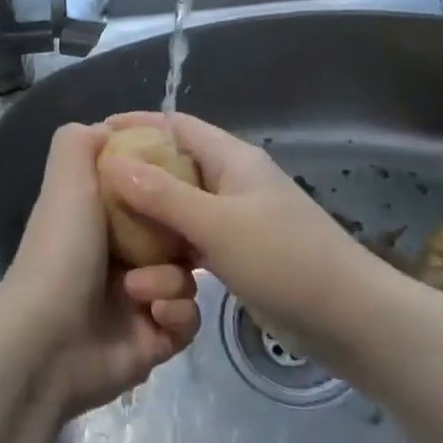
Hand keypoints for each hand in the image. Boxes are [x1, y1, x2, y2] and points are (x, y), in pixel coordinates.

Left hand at [0, 123, 200, 416]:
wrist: (47, 341)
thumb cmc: (61, 252)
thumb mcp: (67, 181)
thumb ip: (80, 143)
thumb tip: (108, 128)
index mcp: (99, 222)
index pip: (149, 200)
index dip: (169, 191)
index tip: (187, 184)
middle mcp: (119, 259)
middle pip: (176, 239)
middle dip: (182, 240)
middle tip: (183, 241)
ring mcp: (137, 302)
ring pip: (186, 280)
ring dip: (172, 281)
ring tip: (142, 291)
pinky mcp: (153, 341)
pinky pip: (187, 321)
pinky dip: (177, 314)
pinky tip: (154, 316)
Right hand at [99, 111, 367, 356]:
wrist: (349, 319)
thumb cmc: (285, 260)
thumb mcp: (217, 224)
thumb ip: (163, 194)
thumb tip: (112, 161)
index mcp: (232, 159)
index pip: (177, 125)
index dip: (138, 124)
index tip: (97, 134)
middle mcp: (233, 181)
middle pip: (176, 165)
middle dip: (136, 173)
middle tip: (92, 190)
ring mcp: (238, 218)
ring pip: (182, 206)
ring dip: (151, 216)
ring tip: (110, 228)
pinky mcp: (240, 252)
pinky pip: (194, 238)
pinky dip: (171, 246)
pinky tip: (145, 262)